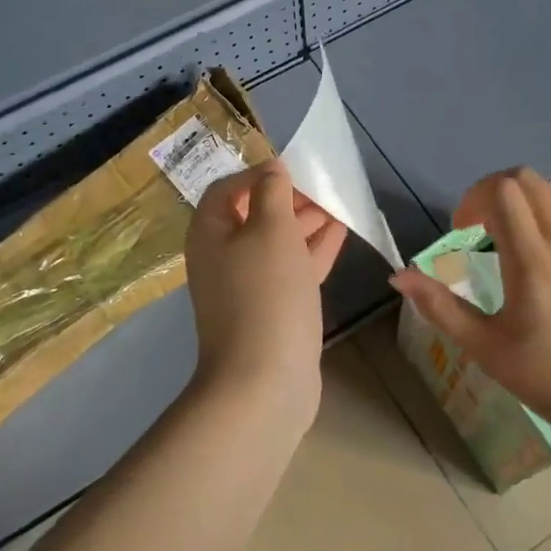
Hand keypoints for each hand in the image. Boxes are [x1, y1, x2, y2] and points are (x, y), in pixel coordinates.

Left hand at [184, 161, 346, 423]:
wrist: (264, 382)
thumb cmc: (265, 293)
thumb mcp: (270, 230)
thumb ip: (272, 192)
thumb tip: (271, 168)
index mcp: (210, 233)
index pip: (228, 189)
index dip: (258, 174)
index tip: (294, 169)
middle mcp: (223, 257)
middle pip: (254, 214)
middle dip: (288, 198)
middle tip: (323, 187)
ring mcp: (248, 286)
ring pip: (277, 242)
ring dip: (305, 222)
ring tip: (339, 204)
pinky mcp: (273, 309)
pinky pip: (292, 268)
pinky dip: (313, 249)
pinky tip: (340, 233)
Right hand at [388, 167, 550, 434]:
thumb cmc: (545, 377)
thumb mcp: (484, 347)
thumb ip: (439, 306)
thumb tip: (399, 275)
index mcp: (532, 264)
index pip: (502, 193)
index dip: (473, 200)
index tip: (463, 231)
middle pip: (526, 180)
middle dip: (494, 191)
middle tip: (481, 227)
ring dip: (525, 199)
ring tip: (514, 234)